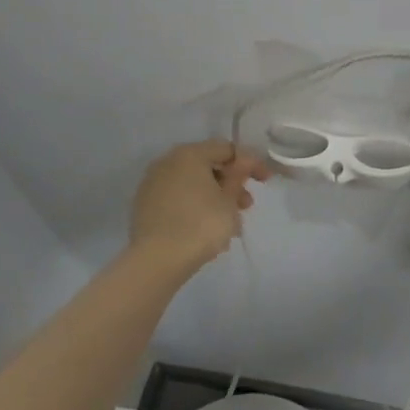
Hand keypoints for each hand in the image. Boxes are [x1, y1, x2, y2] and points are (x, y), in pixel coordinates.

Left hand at [130, 140, 269, 268]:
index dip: (250, 163)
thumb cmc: (201, 225)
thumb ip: (238, 175)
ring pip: (192, 185)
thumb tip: (243, 159)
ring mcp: (153, 183)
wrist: (157, 260)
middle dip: (231, 184)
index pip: (227, 149)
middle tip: (246, 206)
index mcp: (189, 154)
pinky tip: (207, 230)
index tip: (265, 181)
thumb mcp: (229, 200)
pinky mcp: (145, 205)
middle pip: (207, 165)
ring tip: (230, 226)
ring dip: (214, 199)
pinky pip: (178, 199)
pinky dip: (195, 207)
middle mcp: (167, 162)